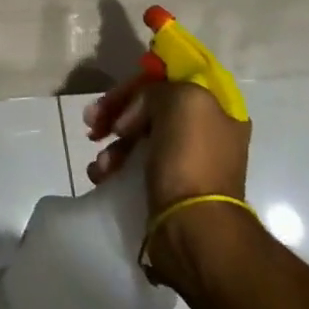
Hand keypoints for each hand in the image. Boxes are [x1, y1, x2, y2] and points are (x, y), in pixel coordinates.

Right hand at [83, 70, 250, 212]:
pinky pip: (134, 165)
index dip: (142, 81)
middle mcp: (204, 133)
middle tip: (91, 120)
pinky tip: (101, 174)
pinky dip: (114, 165)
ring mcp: (185, 161)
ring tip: (101, 160)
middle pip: (151, 107)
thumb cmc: (190, 158)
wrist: (193, 227)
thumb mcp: (180, 101)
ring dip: (112, 143)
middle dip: (118, 111)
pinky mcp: (166, 187)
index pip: (172, 80)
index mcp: (217, 110)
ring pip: (138, 136)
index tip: (118, 92)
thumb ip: (157, 90)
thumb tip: (136, 111)